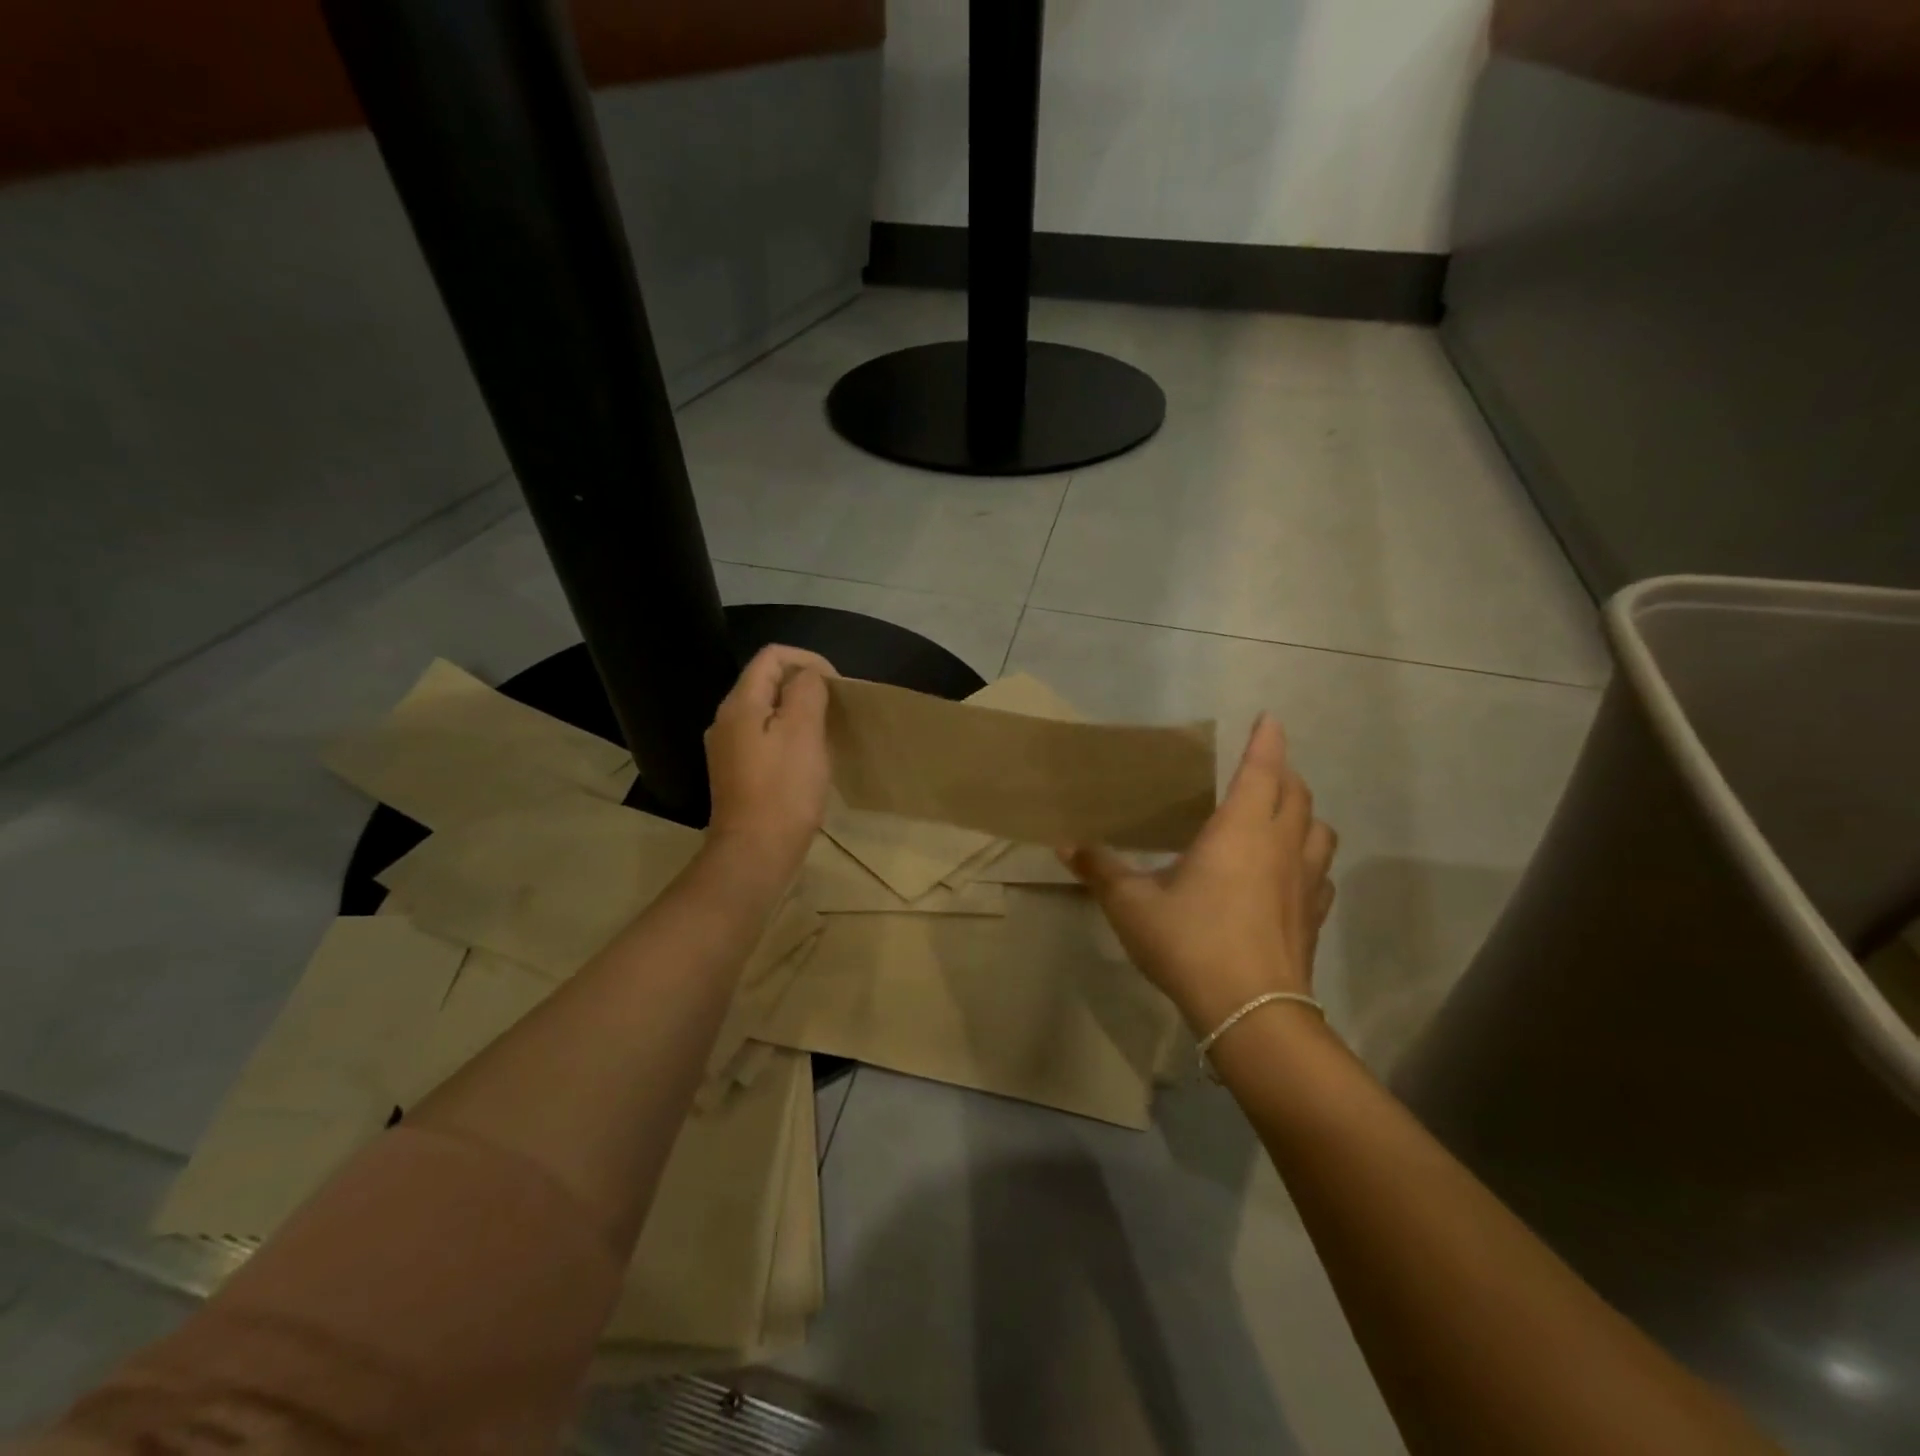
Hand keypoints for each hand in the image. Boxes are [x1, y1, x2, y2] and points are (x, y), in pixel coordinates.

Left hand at [704, 645, 837, 873]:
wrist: (755, 854)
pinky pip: (765, 740)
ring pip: (767, 713)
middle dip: (805, 687)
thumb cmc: (784, 790)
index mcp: (740, 704)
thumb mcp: (803, 731)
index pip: (772, 656)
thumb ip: (806, 691)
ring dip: (799, 714)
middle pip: (767, 683)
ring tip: (826, 734)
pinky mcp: (736, 774)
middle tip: (835, 710)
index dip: (808, 660)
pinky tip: (808, 761)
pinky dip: (789, 738)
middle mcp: (726, 720)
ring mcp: (728, 749)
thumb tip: (809, 676)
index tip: (836, 686)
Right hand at [1063, 714, 1336, 1035]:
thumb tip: (1066, 845)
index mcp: (1239, 831)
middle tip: (1262, 768)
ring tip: (1280, 818)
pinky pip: (1320, 874)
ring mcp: (1304, 883)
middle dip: (1283, 772)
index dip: (1267, 741)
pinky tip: (1289, 876)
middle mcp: (1279, 847)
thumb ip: (1101, 871)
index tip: (1269, 718)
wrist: (1252, 1013)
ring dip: (1303, 814)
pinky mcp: (1313, 917)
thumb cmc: (1191, 943)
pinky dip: (1310, 860)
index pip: (1261, 770)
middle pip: (1297, 794)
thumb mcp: (1132, 905)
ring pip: (1319, 831)